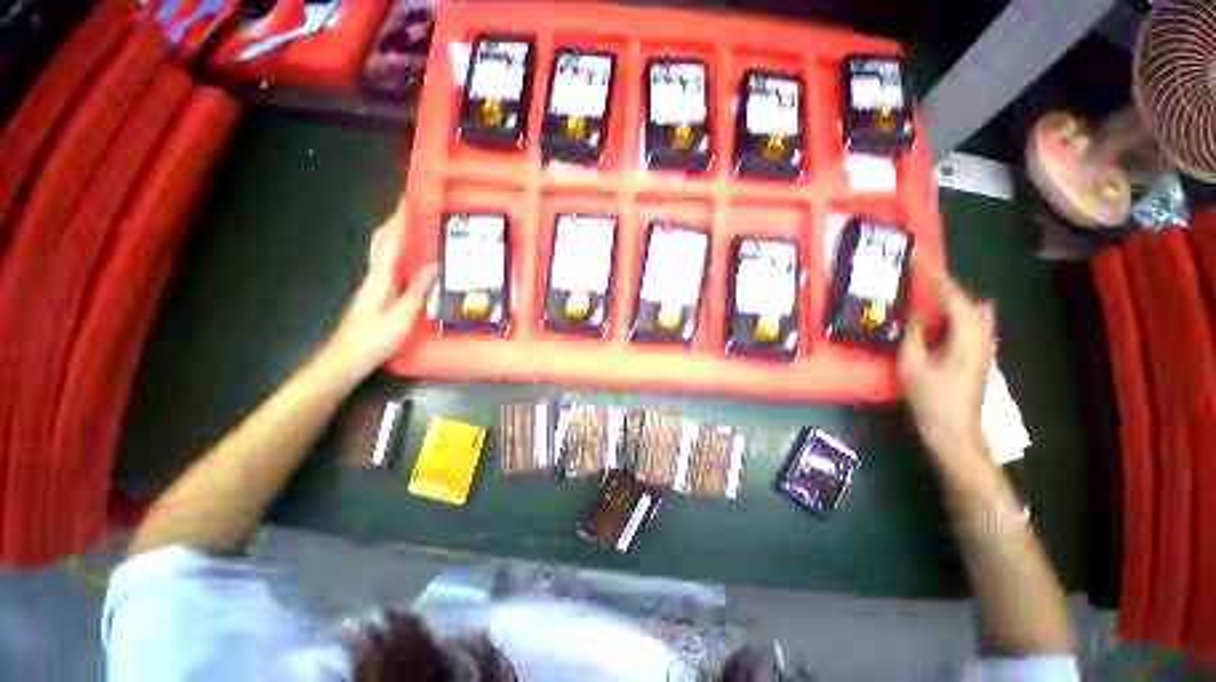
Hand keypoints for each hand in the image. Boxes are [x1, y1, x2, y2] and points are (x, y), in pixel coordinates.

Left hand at [319, 207, 436, 383]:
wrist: (345, 360)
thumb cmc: (374, 340)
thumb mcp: (401, 318)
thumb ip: (417, 291)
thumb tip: (434, 266)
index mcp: (379, 279)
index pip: (391, 243)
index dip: (400, 222)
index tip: (410, 202)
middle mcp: (373, 276)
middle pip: (381, 241)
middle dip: (394, 221)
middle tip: (411, 207)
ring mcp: (373, 285)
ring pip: (382, 251)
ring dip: (394, 233)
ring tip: (412, 225)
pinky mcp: (376, 293)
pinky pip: (388, 264)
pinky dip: (397, 251)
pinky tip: (409, 256)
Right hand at [898, 260, 994, 472]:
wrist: (954, 431)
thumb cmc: (930, 398)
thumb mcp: (911, 365)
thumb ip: (913, 334)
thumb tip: (913, 312)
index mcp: (966, 336)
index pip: (953, 296)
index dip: (934, 275)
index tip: (917, 259)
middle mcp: (982, 336)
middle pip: (967, 300)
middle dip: (945, 284)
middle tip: (919, 276)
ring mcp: (985, 346)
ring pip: (974, 311)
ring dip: (952, 297)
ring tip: (929, 292)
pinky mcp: (981, 355)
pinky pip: (975, 323)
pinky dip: (961, 311)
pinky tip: (951, 314)